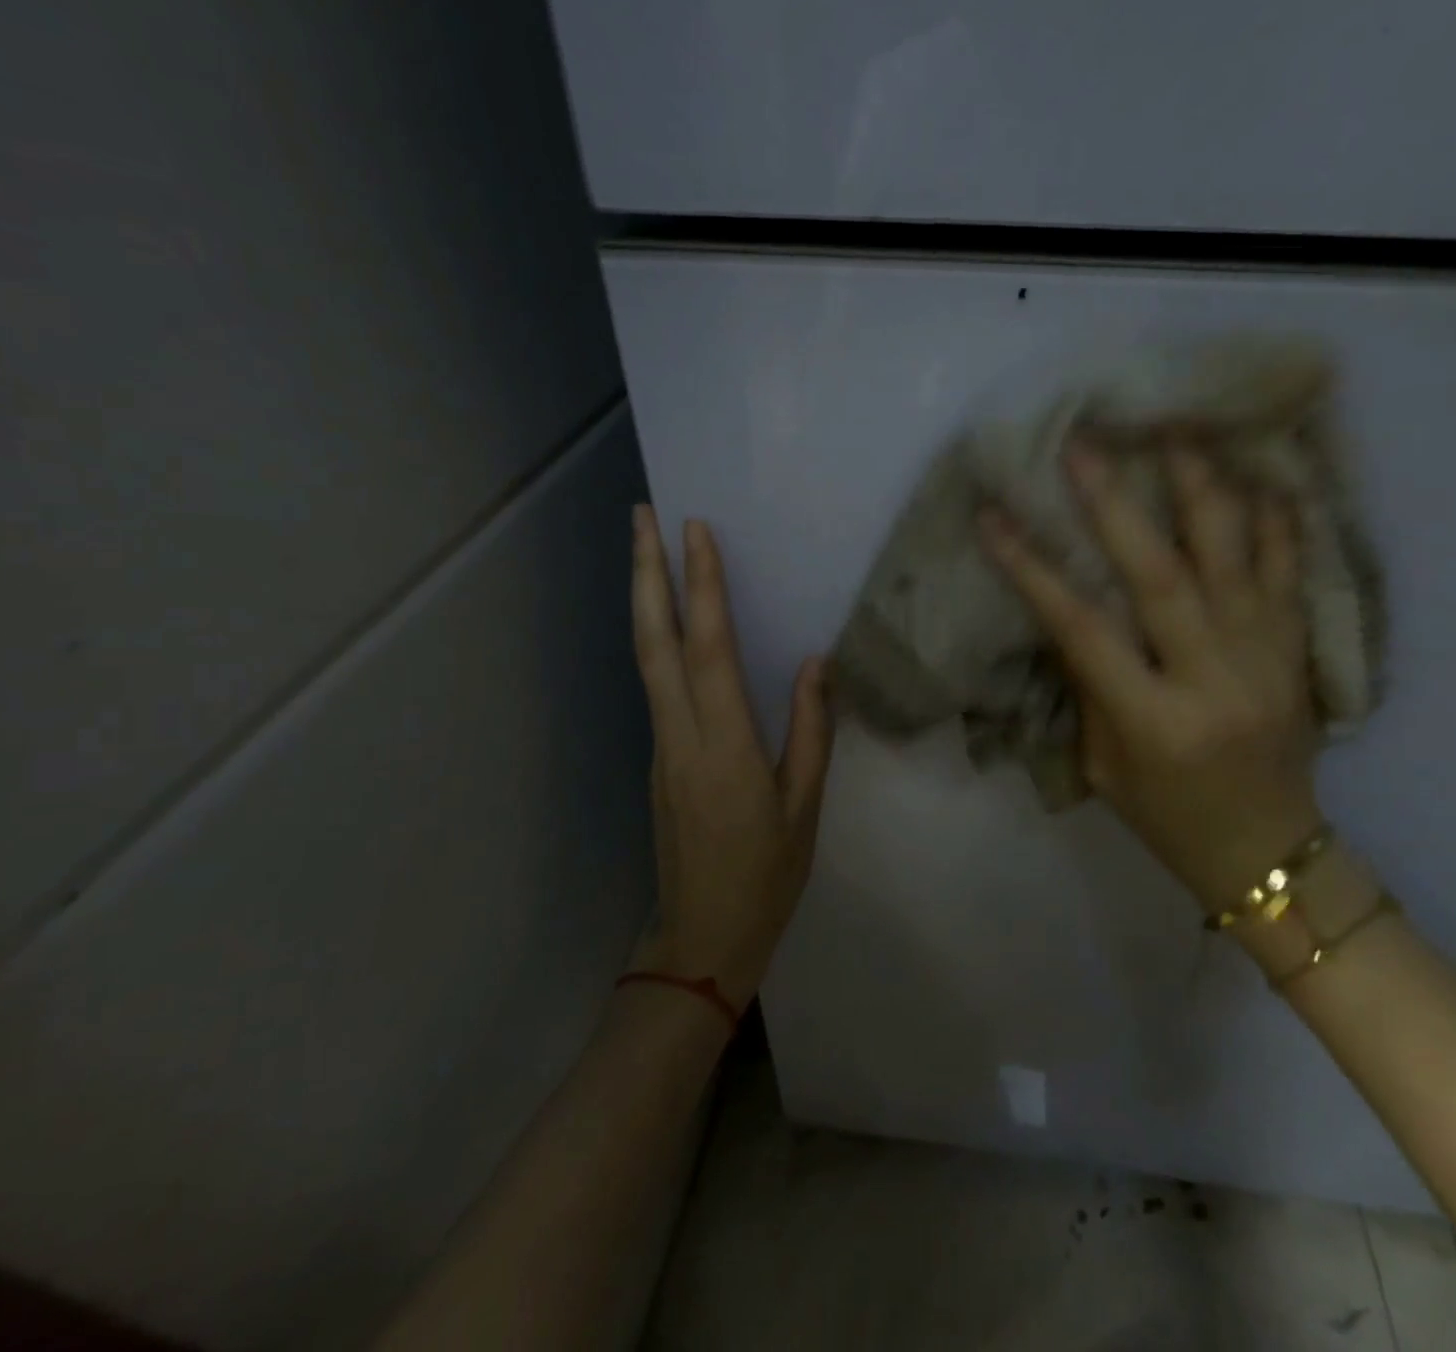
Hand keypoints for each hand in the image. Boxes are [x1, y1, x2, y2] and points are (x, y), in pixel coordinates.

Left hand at [627, 506, 834, 1009]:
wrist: (702, 940)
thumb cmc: (767, 876)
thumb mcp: (805, 808)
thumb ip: (810, 732)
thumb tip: (813, 663)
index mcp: (725, 747)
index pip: (708, 650)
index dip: (701, 587)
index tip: (695, 532)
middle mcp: (681, 736)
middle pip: (654, 642)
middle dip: (645, 573)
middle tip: (642, 515)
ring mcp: (660, 747)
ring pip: (645, 660)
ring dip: (644, 600)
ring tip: (646, 550)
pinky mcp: (657, 758)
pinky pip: (655, 685)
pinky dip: (656, 639)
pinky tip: (669, 622)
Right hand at [978, 441, 1321, 914]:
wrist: (1268, 854)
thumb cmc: (1167, 818)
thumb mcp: (1106, 766)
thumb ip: (1091, 688)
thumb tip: (1073, 613)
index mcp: (1153, 720)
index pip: (1081, 629)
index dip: (1032, 569)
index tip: (994, 517)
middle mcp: (1211, 680)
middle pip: (1159, 576)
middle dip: (1115, 505)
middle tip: (1085, 446)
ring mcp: (1264, 661)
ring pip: (1233, 559)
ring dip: (1201, 490)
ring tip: (1178, 430)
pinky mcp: (1298, 654)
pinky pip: (1291, 576)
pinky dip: (1279, 524)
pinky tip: (1264, 476)